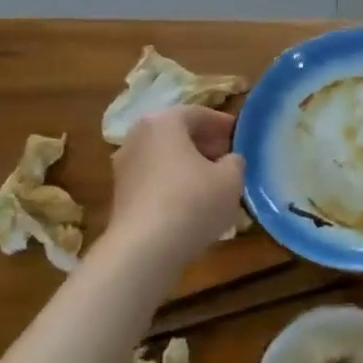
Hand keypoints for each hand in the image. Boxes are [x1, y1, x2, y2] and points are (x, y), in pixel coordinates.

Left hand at [107, 107, 245, 259]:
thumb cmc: (193, 202)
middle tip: (230, 158)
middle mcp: (138, 138)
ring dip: (189, 166)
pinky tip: (193, 204)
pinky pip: (155, 181)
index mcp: (163, 122)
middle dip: (205, 144)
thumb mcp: (231, 179)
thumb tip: (229, 161)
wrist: (144, 249)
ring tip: (215, 184)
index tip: (241, 137)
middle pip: (178, 135)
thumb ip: (235, 162)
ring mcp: (124, 167)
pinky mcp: (121, 196)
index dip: (223, 124)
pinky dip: (174, 185)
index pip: (198, 114)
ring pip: (165, 159)